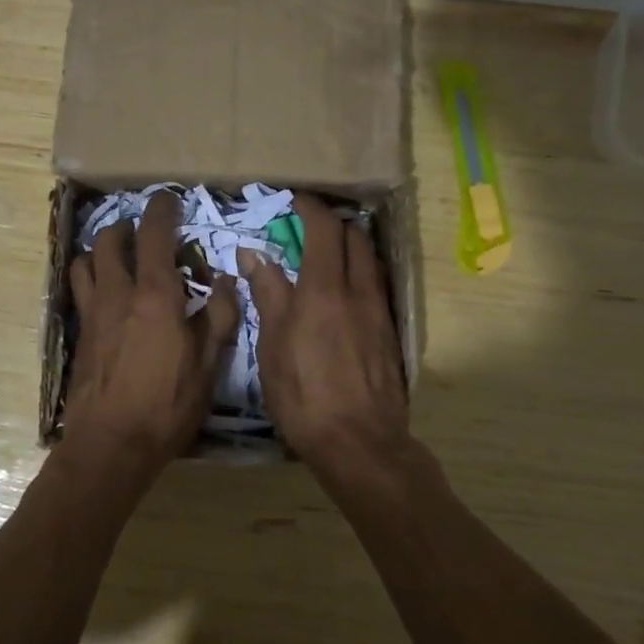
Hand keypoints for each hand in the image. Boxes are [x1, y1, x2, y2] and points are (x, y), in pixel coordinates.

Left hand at [63, 190, 239, 484]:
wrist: (110, 445)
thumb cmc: (167, 405)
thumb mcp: (208, 365)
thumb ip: (219, 317)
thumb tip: (226, 281)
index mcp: (155, 296)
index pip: (154, 235)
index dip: (161, 210)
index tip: (168, 199)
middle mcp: (117, 294)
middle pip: (110, 240)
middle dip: (126, 226)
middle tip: (144, 232)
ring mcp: (92, 314)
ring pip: (86, 262)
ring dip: (102, 251)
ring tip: (120, 259)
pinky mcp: (80, 335)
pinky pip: (80, 291)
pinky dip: (91, 279)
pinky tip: (106, 297)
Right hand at [241, 194, 410, 474]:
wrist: (360, 443)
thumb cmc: (304, 394)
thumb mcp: (273, 344)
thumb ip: (268, 294)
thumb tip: (253, 254)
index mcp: (324, 289)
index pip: (324, 229)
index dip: (311, 208)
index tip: (295, 200)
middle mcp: (358, 291)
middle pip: (355, 238)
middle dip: (334, 223)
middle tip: (310, 226)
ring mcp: (379, 312)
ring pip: (371, 261)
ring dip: (352, 246)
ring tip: (328, 255)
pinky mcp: (390, 334)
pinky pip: (377, 287)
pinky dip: (361, 273)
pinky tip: (346, 293)